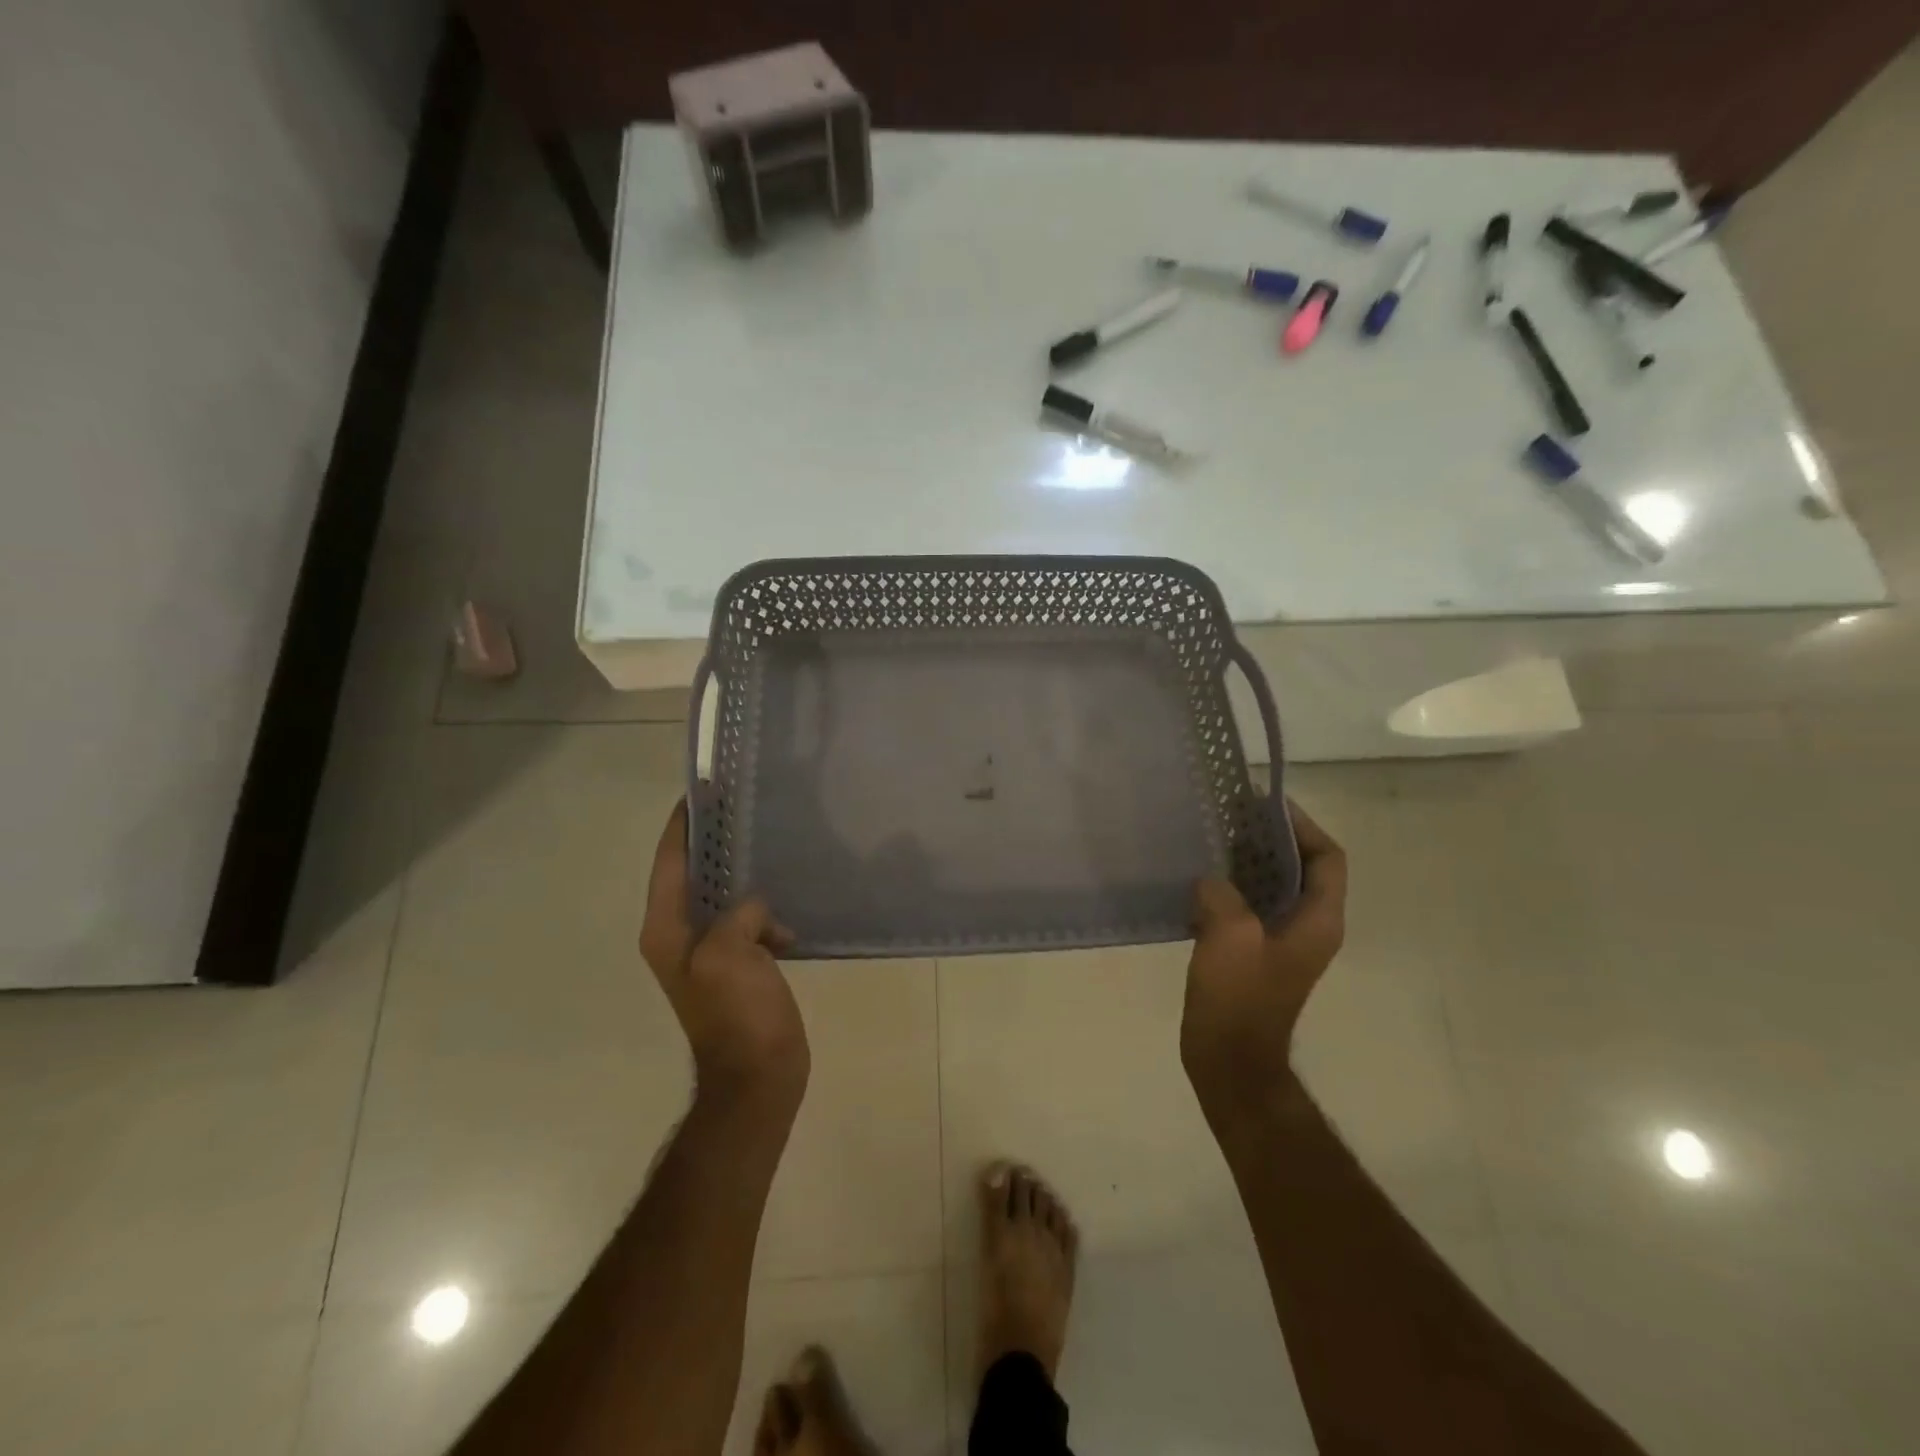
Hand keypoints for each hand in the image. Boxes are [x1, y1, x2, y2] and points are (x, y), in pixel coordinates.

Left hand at [640, 799, 808, 1111]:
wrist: (757, 1078)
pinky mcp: (740, 965)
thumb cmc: (736, 1016)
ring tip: (773, 842)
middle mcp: (681, 936)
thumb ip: (738, 914)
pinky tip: (792, 898)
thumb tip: (758, 909)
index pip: (669, 863)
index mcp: (666, 930)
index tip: (703, 789)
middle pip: (695, 875)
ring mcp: (711, 952)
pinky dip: (766, 908)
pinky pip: (750, 921)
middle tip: (747, 807)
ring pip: (726, 898)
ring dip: (745, 875)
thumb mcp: (728, 955)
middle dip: (717, 843)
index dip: (682, 825)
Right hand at [1181, 801, 1347, 1109]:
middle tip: (1229, 814)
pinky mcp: (1255, 951)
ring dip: (1246, 859)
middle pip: (1300, 866)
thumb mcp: (1229, 935)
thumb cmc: (1238, 999)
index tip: (1263, 804)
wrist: (1229, 1061)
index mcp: (1318, 920)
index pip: (1328, 857)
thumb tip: (1211, 880)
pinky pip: (1249, 904)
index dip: (1302, 825)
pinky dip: (1230, 884)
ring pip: (1272, 884)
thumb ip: (1222, 893)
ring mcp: (1282, 941)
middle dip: (1269, 837)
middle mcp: (1309, 926)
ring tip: (1210, 837)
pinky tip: (1197, 877)